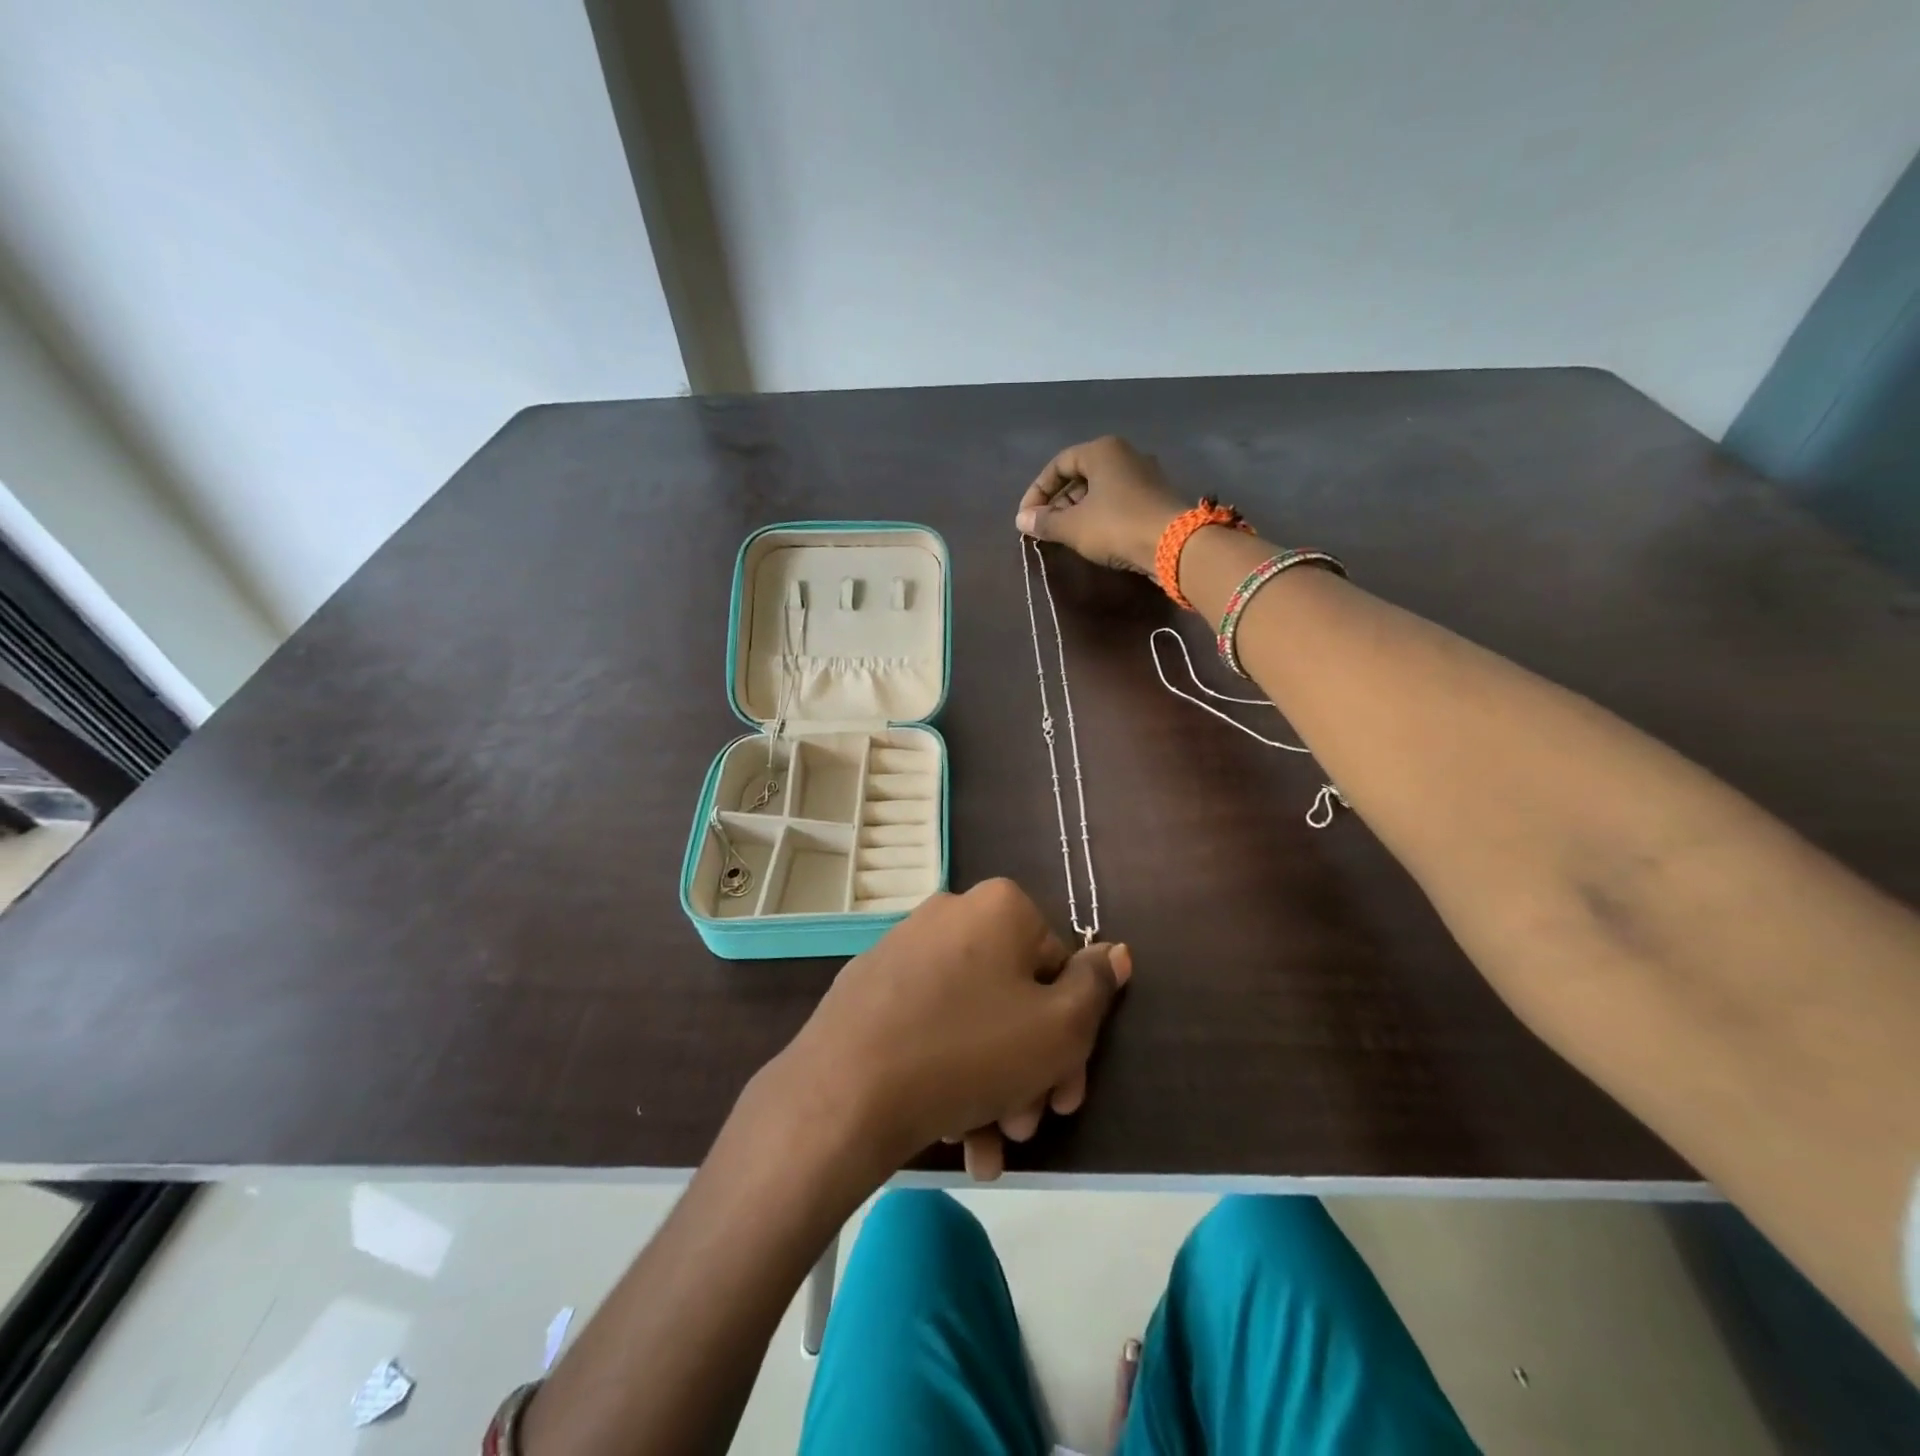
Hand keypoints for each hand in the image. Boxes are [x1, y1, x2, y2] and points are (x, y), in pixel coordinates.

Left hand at [775, 879, 1131, 1180]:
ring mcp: (904, 948)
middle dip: (1030, 1070)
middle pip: (1014, 997)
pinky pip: (930, 1025)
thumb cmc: (970, 1052)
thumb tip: (1116, 950)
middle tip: (1027, 1127)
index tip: (1066, 1096)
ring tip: (987, 1147)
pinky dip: (949, 1073)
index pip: (1059, 969)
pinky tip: (953, 1134)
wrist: (844, 1091)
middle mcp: (951, 914)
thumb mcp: (1060, 1028)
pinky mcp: (870, 986)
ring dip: (992, 1086)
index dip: (1072, 1039)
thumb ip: (1096, 987)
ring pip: (973, 1020)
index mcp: (1000, 907)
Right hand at [1016, 436, 1185, 573]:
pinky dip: (1100, 516)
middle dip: (1058, 502)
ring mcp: (1144, 475)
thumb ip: (1044, 522)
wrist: (1175, 544)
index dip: (1037, 491)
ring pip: (1100, 489)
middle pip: (1080, 475)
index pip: (1059, 464)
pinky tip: (1093, 537)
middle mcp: (1125, 455)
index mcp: (1102, 451)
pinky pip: (1118, 501)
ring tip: (1065, 535)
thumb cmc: (1117, 526)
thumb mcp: (1073, 526)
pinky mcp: (1155, 497)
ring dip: (1078, 511)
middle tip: (1045, 527)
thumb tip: (1022, 521)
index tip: (1026, 517)